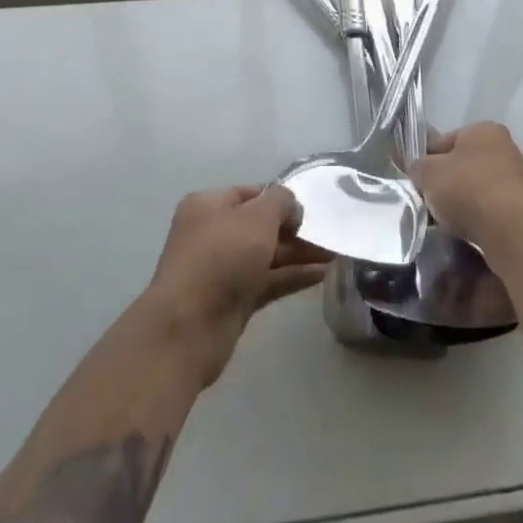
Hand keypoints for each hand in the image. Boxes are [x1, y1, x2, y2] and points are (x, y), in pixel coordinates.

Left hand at [143, 185, 330, 386]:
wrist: (187, 329)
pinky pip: (268, 280)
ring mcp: (223, 269)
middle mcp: (213, 233)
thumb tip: (291, 208)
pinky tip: (321, 274)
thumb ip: (281, 202)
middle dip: (295, 229)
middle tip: (329, 232)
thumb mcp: (257, 217)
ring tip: (335, 253)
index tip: (310, 207)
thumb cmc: (221, 258)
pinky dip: (292, 276)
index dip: (281, 198)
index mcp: (208, 205)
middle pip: (261, 225)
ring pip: (267, 254)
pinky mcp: (233, 300)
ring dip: (299, 253)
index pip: (252, 192)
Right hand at [409, 123, 522, 256]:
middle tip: (429, 204)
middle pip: (462, 166)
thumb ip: (418, 167)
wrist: (511, 231)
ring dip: (461, 204)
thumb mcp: (428, 173)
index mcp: (484, 129)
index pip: (445, 141)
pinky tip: (466, 233)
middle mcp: (505, 147)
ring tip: (446, 223)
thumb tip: (419, 171)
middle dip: (445, 184)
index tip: (418, 182)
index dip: (427, 160)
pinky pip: (491, 211)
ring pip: (476, 190)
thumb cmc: (467, 189)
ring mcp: (518, 179)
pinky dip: (478, 220)